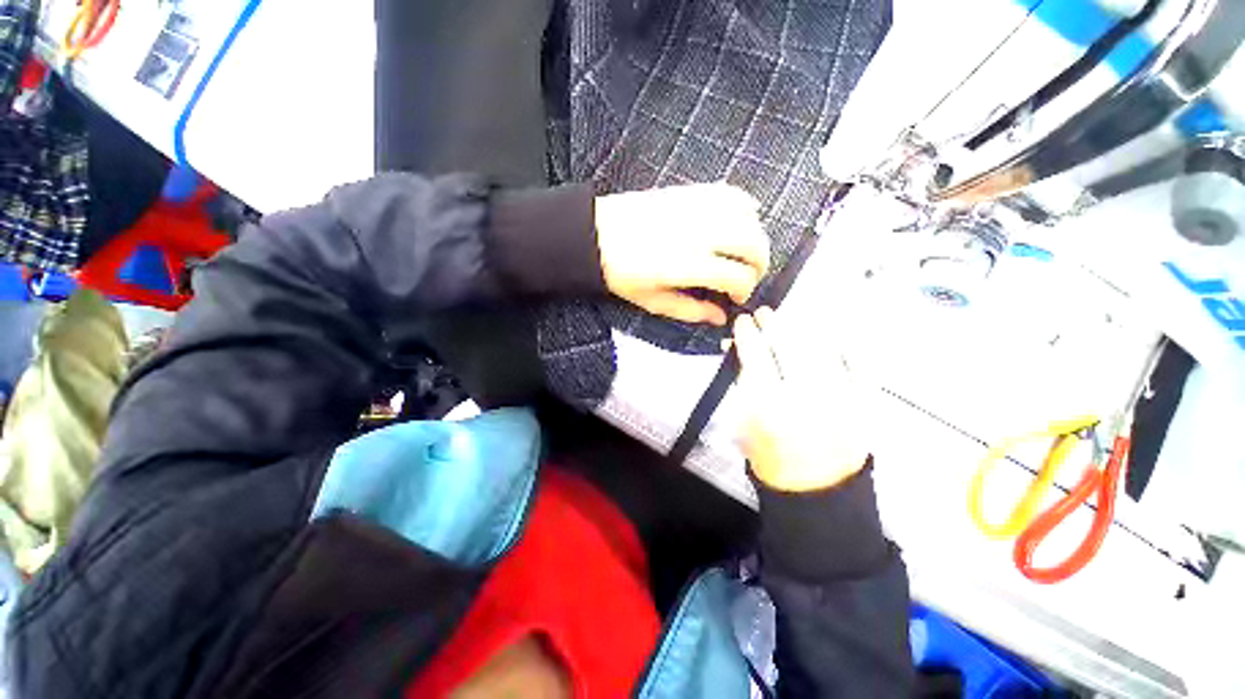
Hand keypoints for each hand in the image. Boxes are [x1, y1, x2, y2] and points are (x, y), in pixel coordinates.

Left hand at [595, 183, 769, 324]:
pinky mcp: (691, 192)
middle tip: (747, 276)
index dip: (745, 290)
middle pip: (754, 244)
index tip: (735, 298)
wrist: (596, 236)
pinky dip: (744, 207)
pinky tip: (740, 219)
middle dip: (759, 264)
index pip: (739, 276)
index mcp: (689, 265)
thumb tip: (721, 318)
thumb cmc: (622, 275)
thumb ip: (691, 311)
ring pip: (749, 216)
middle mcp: (700, 233)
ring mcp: (696, 208)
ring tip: (743, 252)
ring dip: (755, 236)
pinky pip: (731, 193)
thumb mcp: (654, 301)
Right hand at [733, 308, 870, 491]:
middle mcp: (807, 399)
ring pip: (823, 348)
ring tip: (792, 321)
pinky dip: (844, 345)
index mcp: (771, 408)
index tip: (742, 322)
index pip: (756, 357)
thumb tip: (735, 347)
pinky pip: (859, 363)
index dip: (747, 335)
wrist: (818, 491)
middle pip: (790, 346)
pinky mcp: (867, 404)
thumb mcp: (743, 423)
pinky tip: (829, 336)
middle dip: (774, 323)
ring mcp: (842, 399)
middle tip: (765, 314)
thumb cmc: (772, 460)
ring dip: (804, 328)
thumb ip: (742, 382)